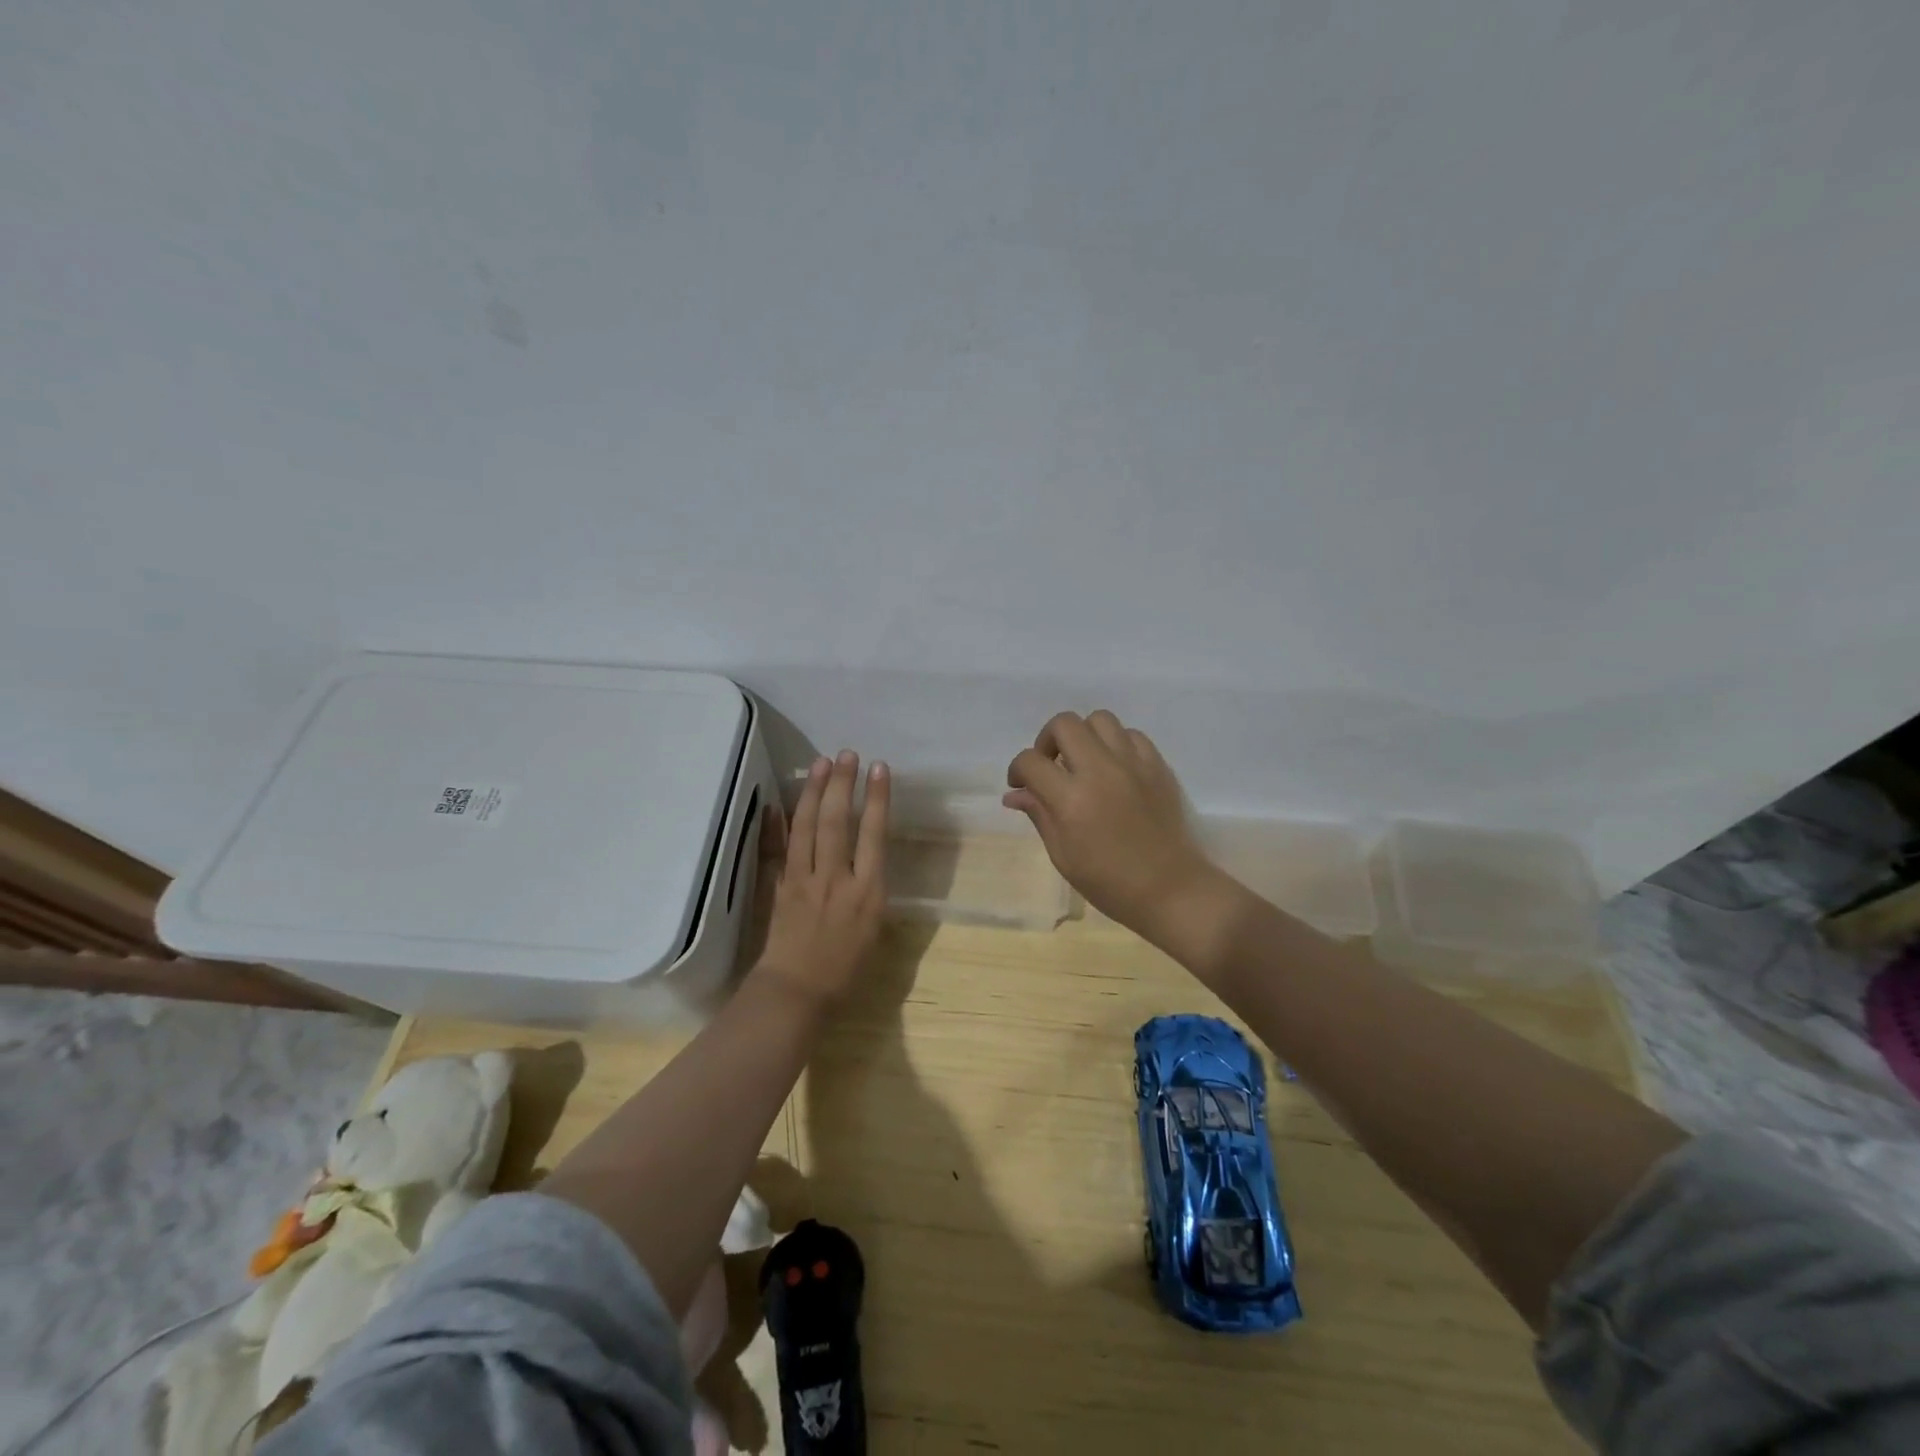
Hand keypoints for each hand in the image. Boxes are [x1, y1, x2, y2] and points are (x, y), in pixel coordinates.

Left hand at [753, 751, 889, 1006]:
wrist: (798, 992)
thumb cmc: (847, 970)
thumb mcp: (876, 930)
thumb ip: (872, 890)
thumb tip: (868, 860)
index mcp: (867, 891)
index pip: (874, 833)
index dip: (877, 798)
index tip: (879, 769)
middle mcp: (836, 878)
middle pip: (838, 821)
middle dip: (843, 784)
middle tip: (847, 755)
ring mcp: (804, 879)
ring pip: (808, 827)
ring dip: (815, 792)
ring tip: (822, 764)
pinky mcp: (780, 886)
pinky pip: (777, 849)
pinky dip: (775, 825)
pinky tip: (776, 803)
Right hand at [1004, 711, 1221, 945]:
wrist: (1171, 890)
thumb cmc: (1110, 882)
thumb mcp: (1063, 855)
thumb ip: (1039, 815)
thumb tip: (1014, 794)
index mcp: (1072, 799)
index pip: (1031, 761)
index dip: (1017, 770)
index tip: (1020, 786)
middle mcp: (1101, 770)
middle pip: (1064, 724)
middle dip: (1047, 740)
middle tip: (1050, 766)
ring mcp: (1133, 764)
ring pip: (1099, 719)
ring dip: (1083, 735)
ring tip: (1083, 762)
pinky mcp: (1158, 766)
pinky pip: (1131, 735)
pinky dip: (1116, 744)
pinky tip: (1114, 768)